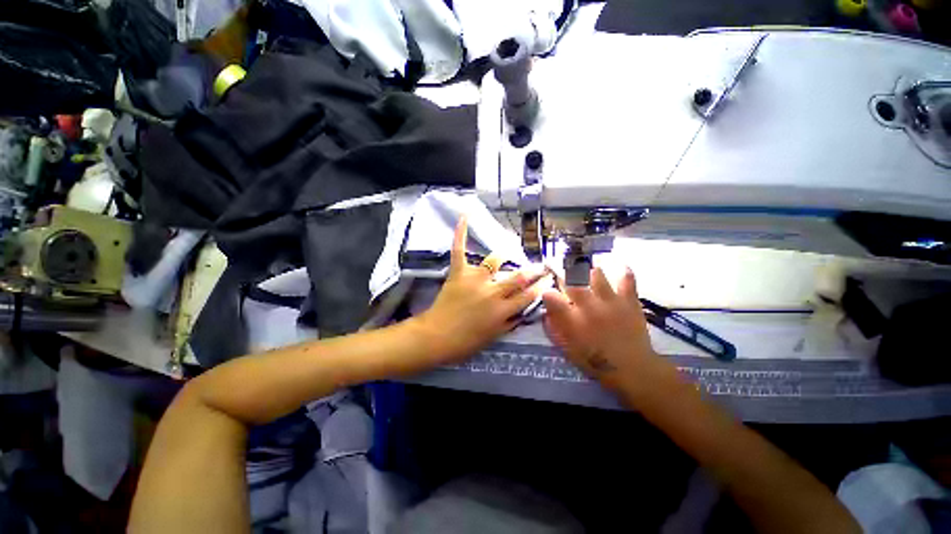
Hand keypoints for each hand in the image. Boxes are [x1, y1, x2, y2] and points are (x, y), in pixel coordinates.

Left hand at [416, 217, 546, 362]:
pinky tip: (465, 216)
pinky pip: (460, 250)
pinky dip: (461, 233)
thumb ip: (510, 322)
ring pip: (495, 261)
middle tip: (541, 264)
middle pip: (519, 277)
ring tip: (508, 251)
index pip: (529, 295)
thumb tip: (523, 311)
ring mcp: (475, 279)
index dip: (541, 285)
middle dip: (534, 269)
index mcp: (503, 310)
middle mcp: (493, 292)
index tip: (550, 278)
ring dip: (504, 255)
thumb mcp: (494, 337)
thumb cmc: (465, 342)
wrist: (437, 337)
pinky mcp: (459, 273)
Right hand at [542, 267, 658, 385]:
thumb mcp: (568, 349)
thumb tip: (546, 313)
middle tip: (564, 276)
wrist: (632, 368)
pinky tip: (621, 269)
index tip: (548, 293)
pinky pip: (626, 280)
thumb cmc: (596, 360)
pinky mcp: (628, 301)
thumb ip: (555, 329)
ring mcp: (610, 301)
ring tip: (588, 274)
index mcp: (572, 319)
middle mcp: (588, 306)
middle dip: (564, 276)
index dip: (547, 292)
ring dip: (588, 273)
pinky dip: (624, 274)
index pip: (551, 297)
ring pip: (596, 275)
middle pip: (571, 281)